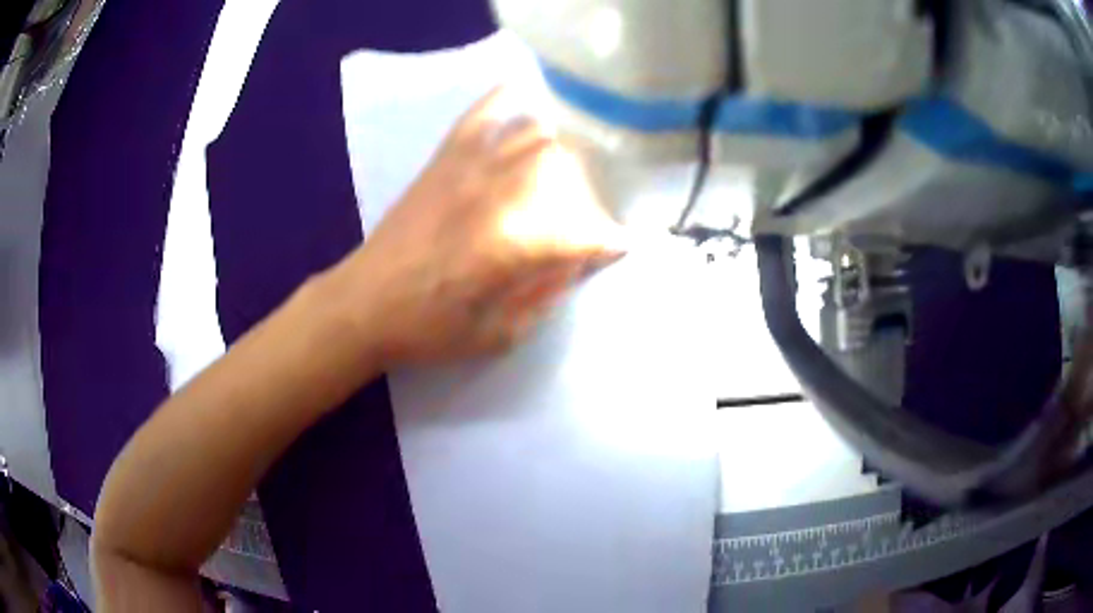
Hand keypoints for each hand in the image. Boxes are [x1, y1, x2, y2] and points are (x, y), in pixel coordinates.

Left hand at [334, 86, 626, 366]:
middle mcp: (500, 192)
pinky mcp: (445, 158)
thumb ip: (546, 294)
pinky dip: (507, 101)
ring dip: (562, 146)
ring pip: (535, 132)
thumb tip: (578, 261)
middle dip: (591, 186)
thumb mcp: (499, 334)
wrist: (364, 304)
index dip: (611, 239)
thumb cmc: (430, 329)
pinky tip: (523, 103)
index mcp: (515, 244)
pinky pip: (483, 114)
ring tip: (569, 164)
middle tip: (590, 207)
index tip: (623, 245)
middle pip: (568, 165)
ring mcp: (471, 166)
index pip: (585, 230)